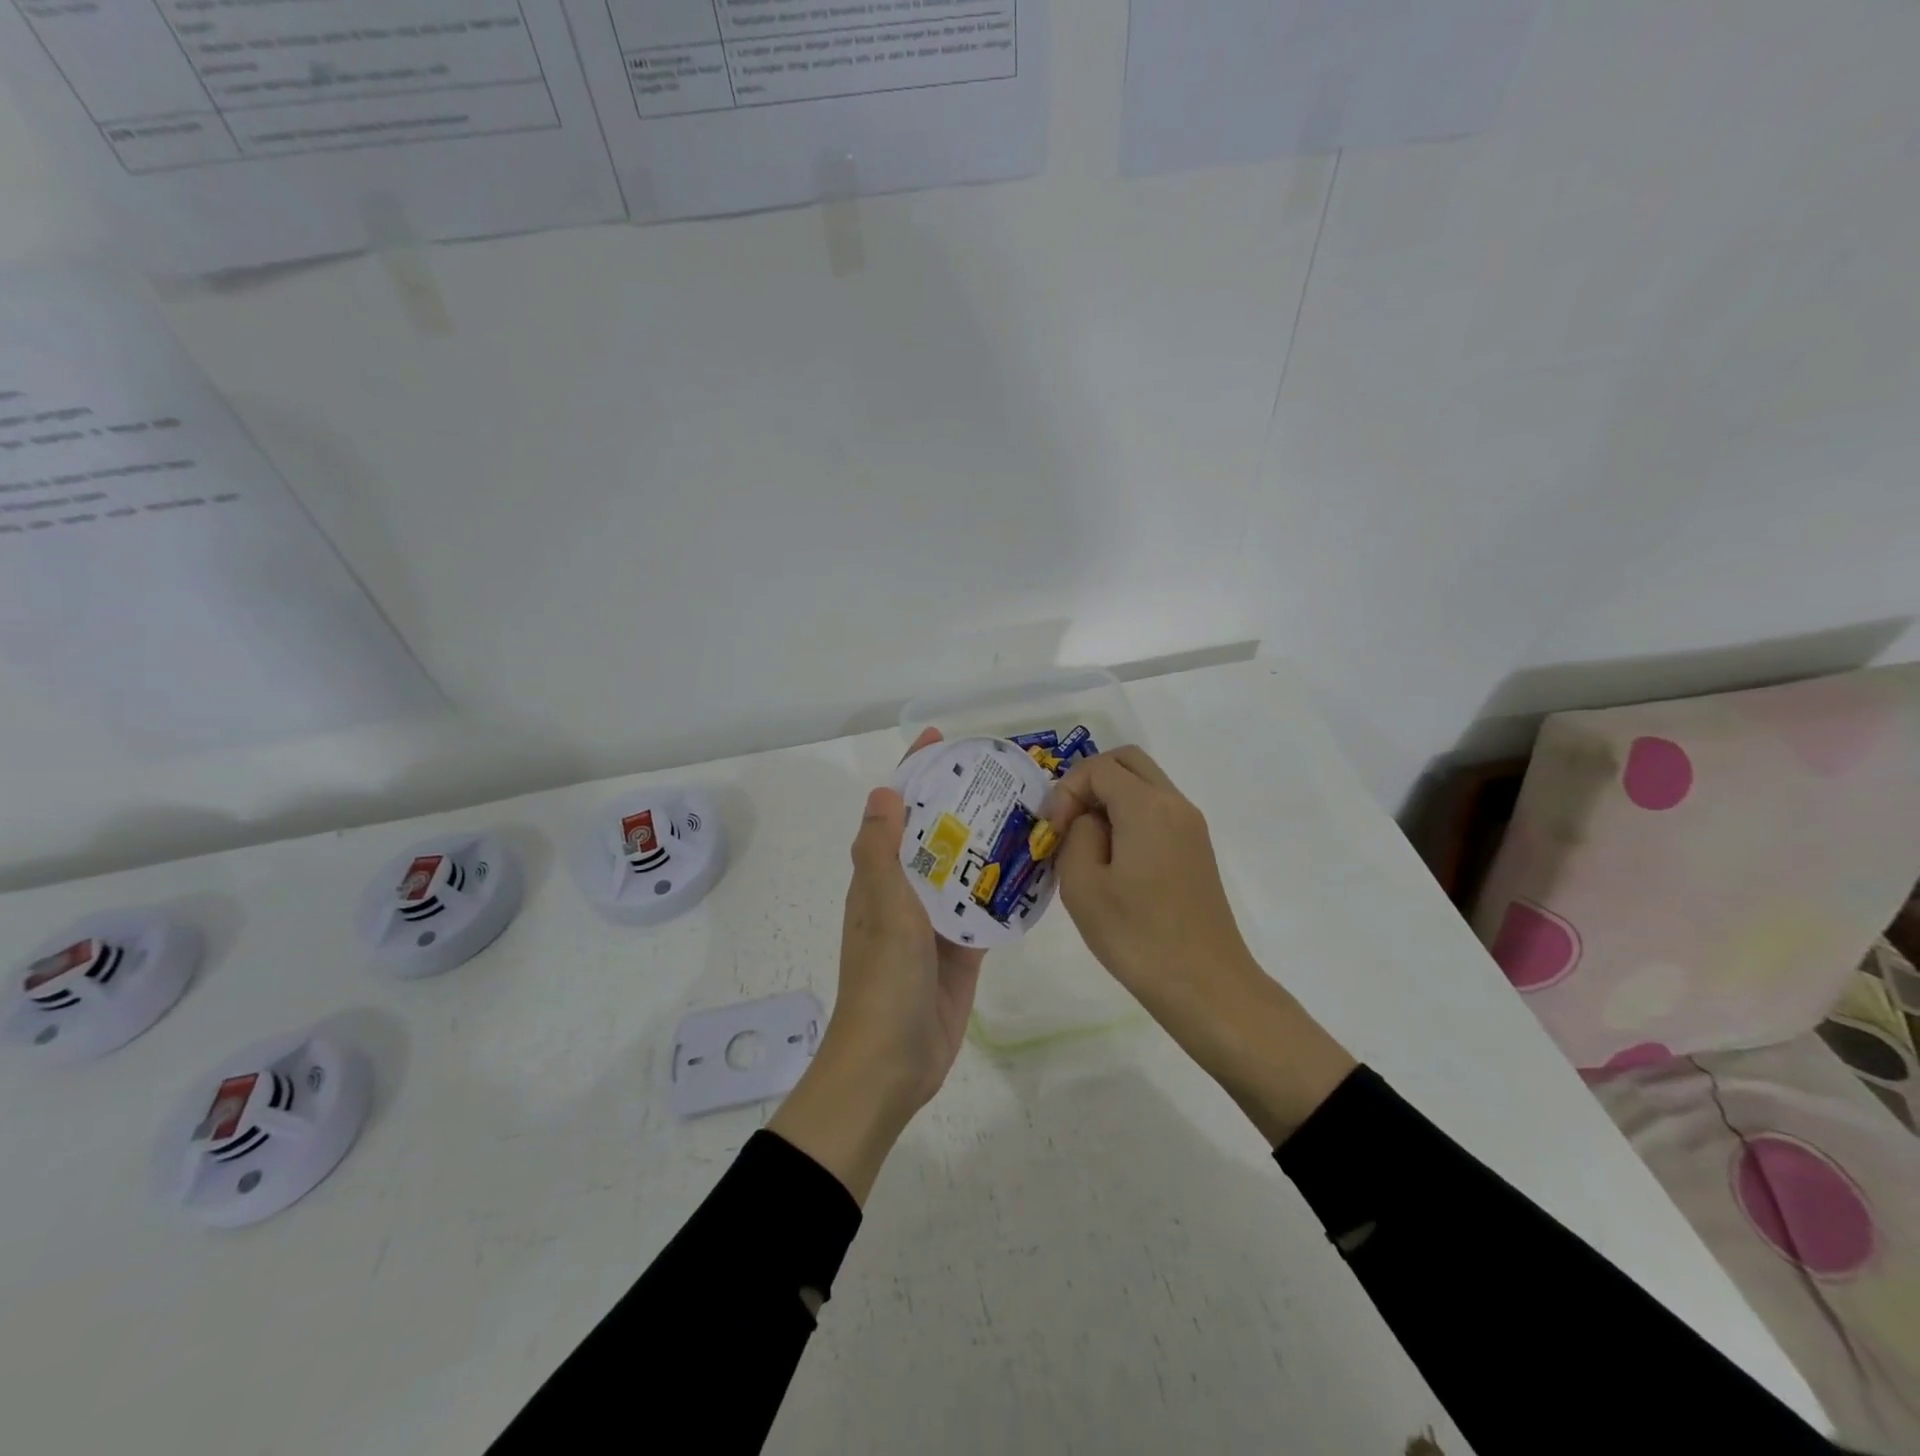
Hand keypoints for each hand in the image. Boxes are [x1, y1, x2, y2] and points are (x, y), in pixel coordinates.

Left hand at [769, 728, 982, 1201]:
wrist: (892, 1063)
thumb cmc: (883, 979)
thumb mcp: (881, 906)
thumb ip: (882, 851)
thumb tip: (885, 790)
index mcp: (880, 877)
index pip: (898, 811)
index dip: (916, 773)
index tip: (943, 740)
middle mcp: (906, 893)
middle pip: (936, 835)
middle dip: (962, 803)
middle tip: (1005, 774)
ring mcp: (935, 924)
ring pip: (964, 871)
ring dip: (987, 844)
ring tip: (1029, 811)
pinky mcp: (962, 952)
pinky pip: (985, 911)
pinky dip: (1003, 891)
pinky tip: (1036, 871)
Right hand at [1044, 746, 1356, 1144]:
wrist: (1205, 986)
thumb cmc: (1137, 937)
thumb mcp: (1083, 885)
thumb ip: (1076, 835)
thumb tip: (1088, 822)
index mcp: (1147, 807)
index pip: (1099, 768)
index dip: (1067, 790)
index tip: (1053, 830)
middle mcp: (1175, 805)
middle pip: (1128, 762)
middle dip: (1090, 780)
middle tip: (1066, 820)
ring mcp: (1191, 827)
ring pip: (1145, 784)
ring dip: (1110, 798)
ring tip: (1084, 842)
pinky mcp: (1196, 850)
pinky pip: (1157, 811)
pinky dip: (1129, 816)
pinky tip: (1111, 859)